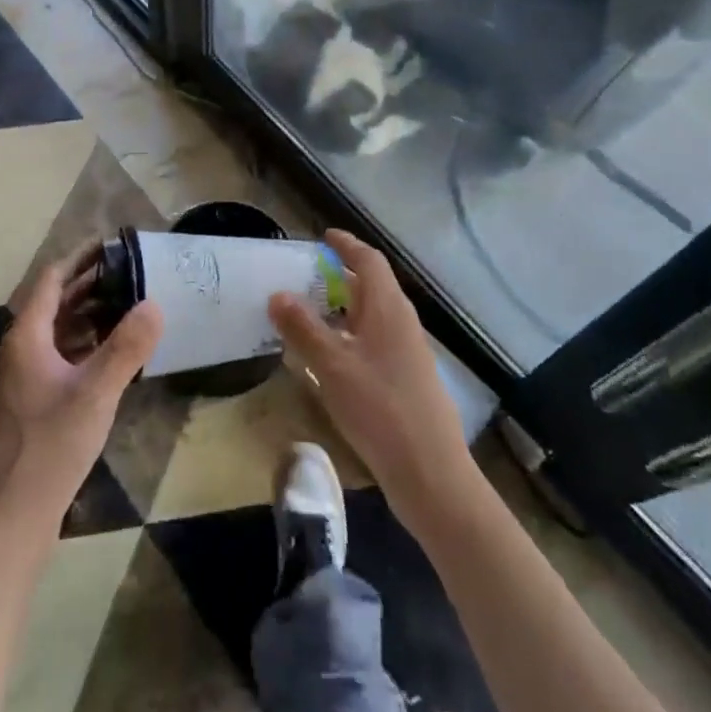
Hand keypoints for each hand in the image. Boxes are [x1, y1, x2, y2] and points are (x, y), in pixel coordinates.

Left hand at [0, 242, 162, 546]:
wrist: (9, 519)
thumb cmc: (48, 447)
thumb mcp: (94, 394)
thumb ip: (126, 348)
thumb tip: (155, 302)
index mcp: (28, 336)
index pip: (52, 278)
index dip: (81, 257)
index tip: (113, 241)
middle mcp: (23, 349)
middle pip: (56, 301)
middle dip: (91, 282)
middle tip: (132, 269)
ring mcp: (28, 377)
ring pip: (61, 330)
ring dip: (91, 312)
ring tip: (131, 302)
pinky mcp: (37, 402)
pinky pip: (64, 356)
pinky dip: (88, 343)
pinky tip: (116, 351)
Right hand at [269, 230, 474, 532]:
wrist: (432, 475)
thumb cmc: (380, 410)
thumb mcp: (332, 367)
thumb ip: (304, 328)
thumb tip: (277, 293)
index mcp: (389, 309)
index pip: (369, 261)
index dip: (346, 245)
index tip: (323, 236)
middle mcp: (402, 323)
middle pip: (372, 286)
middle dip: (341, 276)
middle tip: (305, 276)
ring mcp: (408, 353)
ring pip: (373, 316)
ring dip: (344, 308)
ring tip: (310, 314)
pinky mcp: (407, 380)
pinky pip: (375, 341)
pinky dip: (351, 336)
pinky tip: (330, 359)